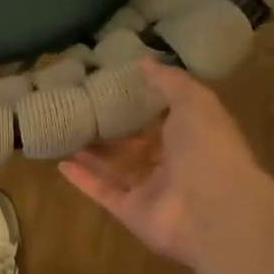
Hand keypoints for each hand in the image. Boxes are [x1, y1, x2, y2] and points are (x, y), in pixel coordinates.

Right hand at [59, 59, 273, 267]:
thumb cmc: (208, 148)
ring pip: (119, 170)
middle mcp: (175, 164)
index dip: (147, 103)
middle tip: (88, 112)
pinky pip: (104, 193)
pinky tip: (61, 164)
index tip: (119, 86)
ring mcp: (153, 191)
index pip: (169, 118)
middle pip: (141, 146)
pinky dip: (83, 180)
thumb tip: (144, 61)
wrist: (213, 210)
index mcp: (195, 137)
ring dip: (95, 155)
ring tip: (69, 134)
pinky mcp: (132, 212)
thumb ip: (169, 81)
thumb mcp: (194, 101)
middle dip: (118, 131)